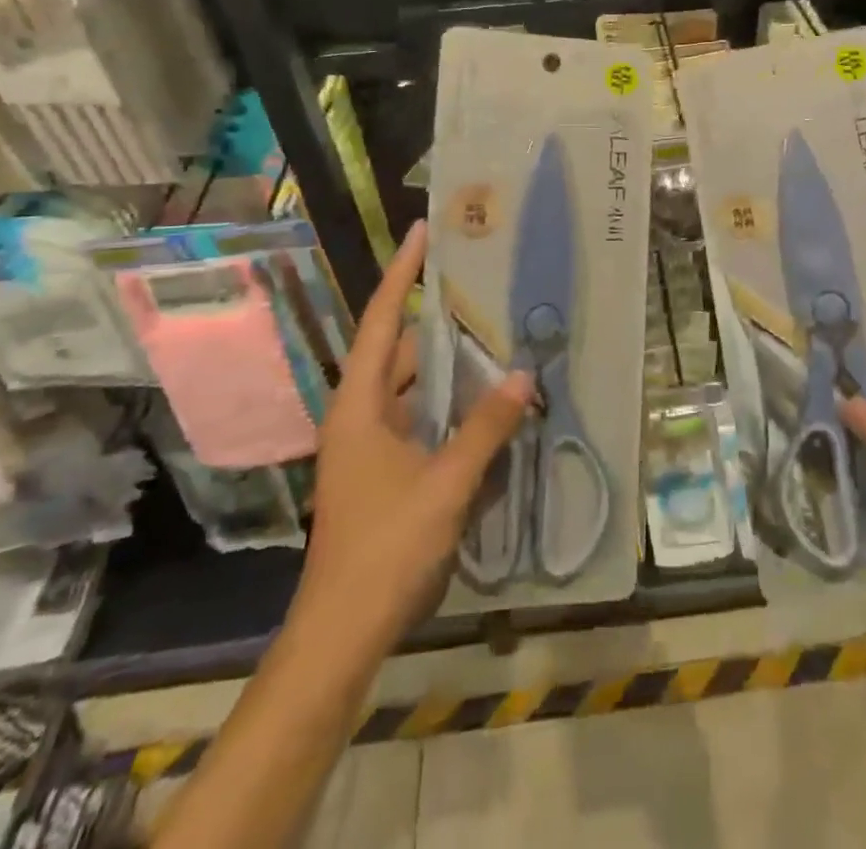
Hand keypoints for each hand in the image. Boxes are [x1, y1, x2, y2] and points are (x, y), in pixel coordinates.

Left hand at [294, 222, 532, 654]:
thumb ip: (486, 428)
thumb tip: (523, 376)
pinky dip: (450, 409)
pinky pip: (421, 421)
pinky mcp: (384, 471)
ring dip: (451, 372)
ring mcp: (370, 445)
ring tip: (498, 343)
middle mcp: (360, 415)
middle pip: (402, 352)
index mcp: (359, 405)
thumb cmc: (385, 548)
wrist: (342, 634)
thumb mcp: (445, 484)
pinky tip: (488, 408)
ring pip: (414, 389)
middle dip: (442, 325)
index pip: (381, 321)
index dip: (402, 273)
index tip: (423, 232)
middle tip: (488, 296)